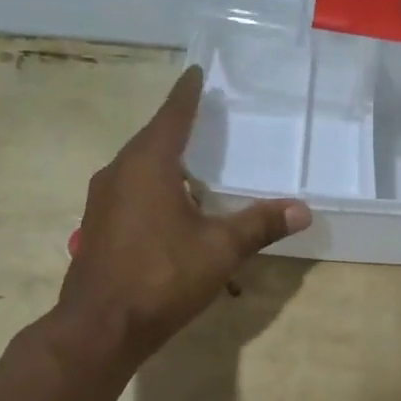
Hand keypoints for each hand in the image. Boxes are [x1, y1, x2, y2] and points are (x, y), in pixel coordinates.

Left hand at [56, 66, 309, 361]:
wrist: (101, 327)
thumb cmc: (162, 276)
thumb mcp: (220, 249)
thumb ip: (260, 224)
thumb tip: (302, 209)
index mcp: (147, 164)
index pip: (172, 116)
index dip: (187, 94)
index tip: (196, 73)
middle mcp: (119, 173)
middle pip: (152, 139)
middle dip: (177, 128)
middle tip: (204, 118)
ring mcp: (102, 201)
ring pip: (138, 168)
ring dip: (165, 162)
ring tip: (193, 165)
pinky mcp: (98, 227)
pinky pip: (131, 192)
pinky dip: (154, 189)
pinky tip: (173, 209)